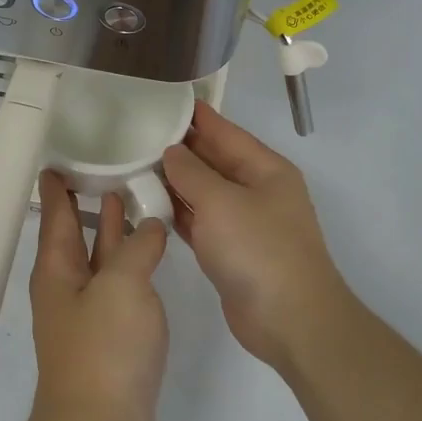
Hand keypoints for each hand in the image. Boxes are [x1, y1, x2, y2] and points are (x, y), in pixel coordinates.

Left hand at [27, 173, 169, 420]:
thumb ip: (138, 248)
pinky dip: (130, 262)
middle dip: (89, 202)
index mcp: (57, 269)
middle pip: (76, 233)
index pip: (56, 214)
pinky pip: (118, 284)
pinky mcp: (109, 335)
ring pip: (100, 258)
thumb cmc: (104, 350)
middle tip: (108, 167)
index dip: (58, 185)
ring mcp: (87, 312)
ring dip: (113, 230)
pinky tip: (149, 252)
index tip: (61, 155)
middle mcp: (66, 286)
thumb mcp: (123, 286)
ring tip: (134, 198)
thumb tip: (151, 225)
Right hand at [162, 102, 351, 373]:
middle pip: (212, 161)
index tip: (161, 100)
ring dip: (173, 182)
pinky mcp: (229, 250)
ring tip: (132, 164)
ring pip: (202, 192)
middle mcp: (256, 190)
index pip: (224, 131)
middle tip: (135, 134)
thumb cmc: (258, 250)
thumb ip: (192, 173)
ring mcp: (243, 222)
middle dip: (178, 148)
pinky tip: (148, 204)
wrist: (289, 319)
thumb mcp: (221, 202)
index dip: (195, 115)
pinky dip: (177, 212)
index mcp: (265, 169)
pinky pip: (199, 221)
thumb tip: (172, 151)